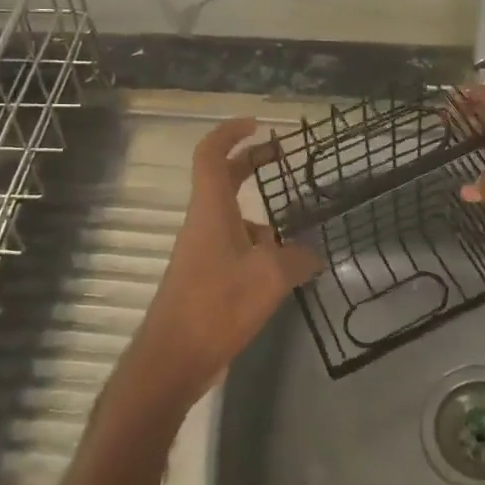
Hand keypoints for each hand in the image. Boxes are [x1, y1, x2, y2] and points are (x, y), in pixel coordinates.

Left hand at [123, 118, 321, 406]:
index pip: (211, 155)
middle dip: (251, 164)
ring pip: (234, 220)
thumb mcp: (270, 277)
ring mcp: (202, 253)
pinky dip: (259, 251)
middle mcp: (203, 224)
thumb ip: (297, 259)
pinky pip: (236, 249)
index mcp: (211, 210)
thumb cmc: (218, 305)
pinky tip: (282, 276)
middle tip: (282, 158)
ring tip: (297, 242)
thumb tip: (312, 255)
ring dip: (263, 220)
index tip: (257, 125)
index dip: (231, 133)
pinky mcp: (205, 279)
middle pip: (223, 180)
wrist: (173, 359)